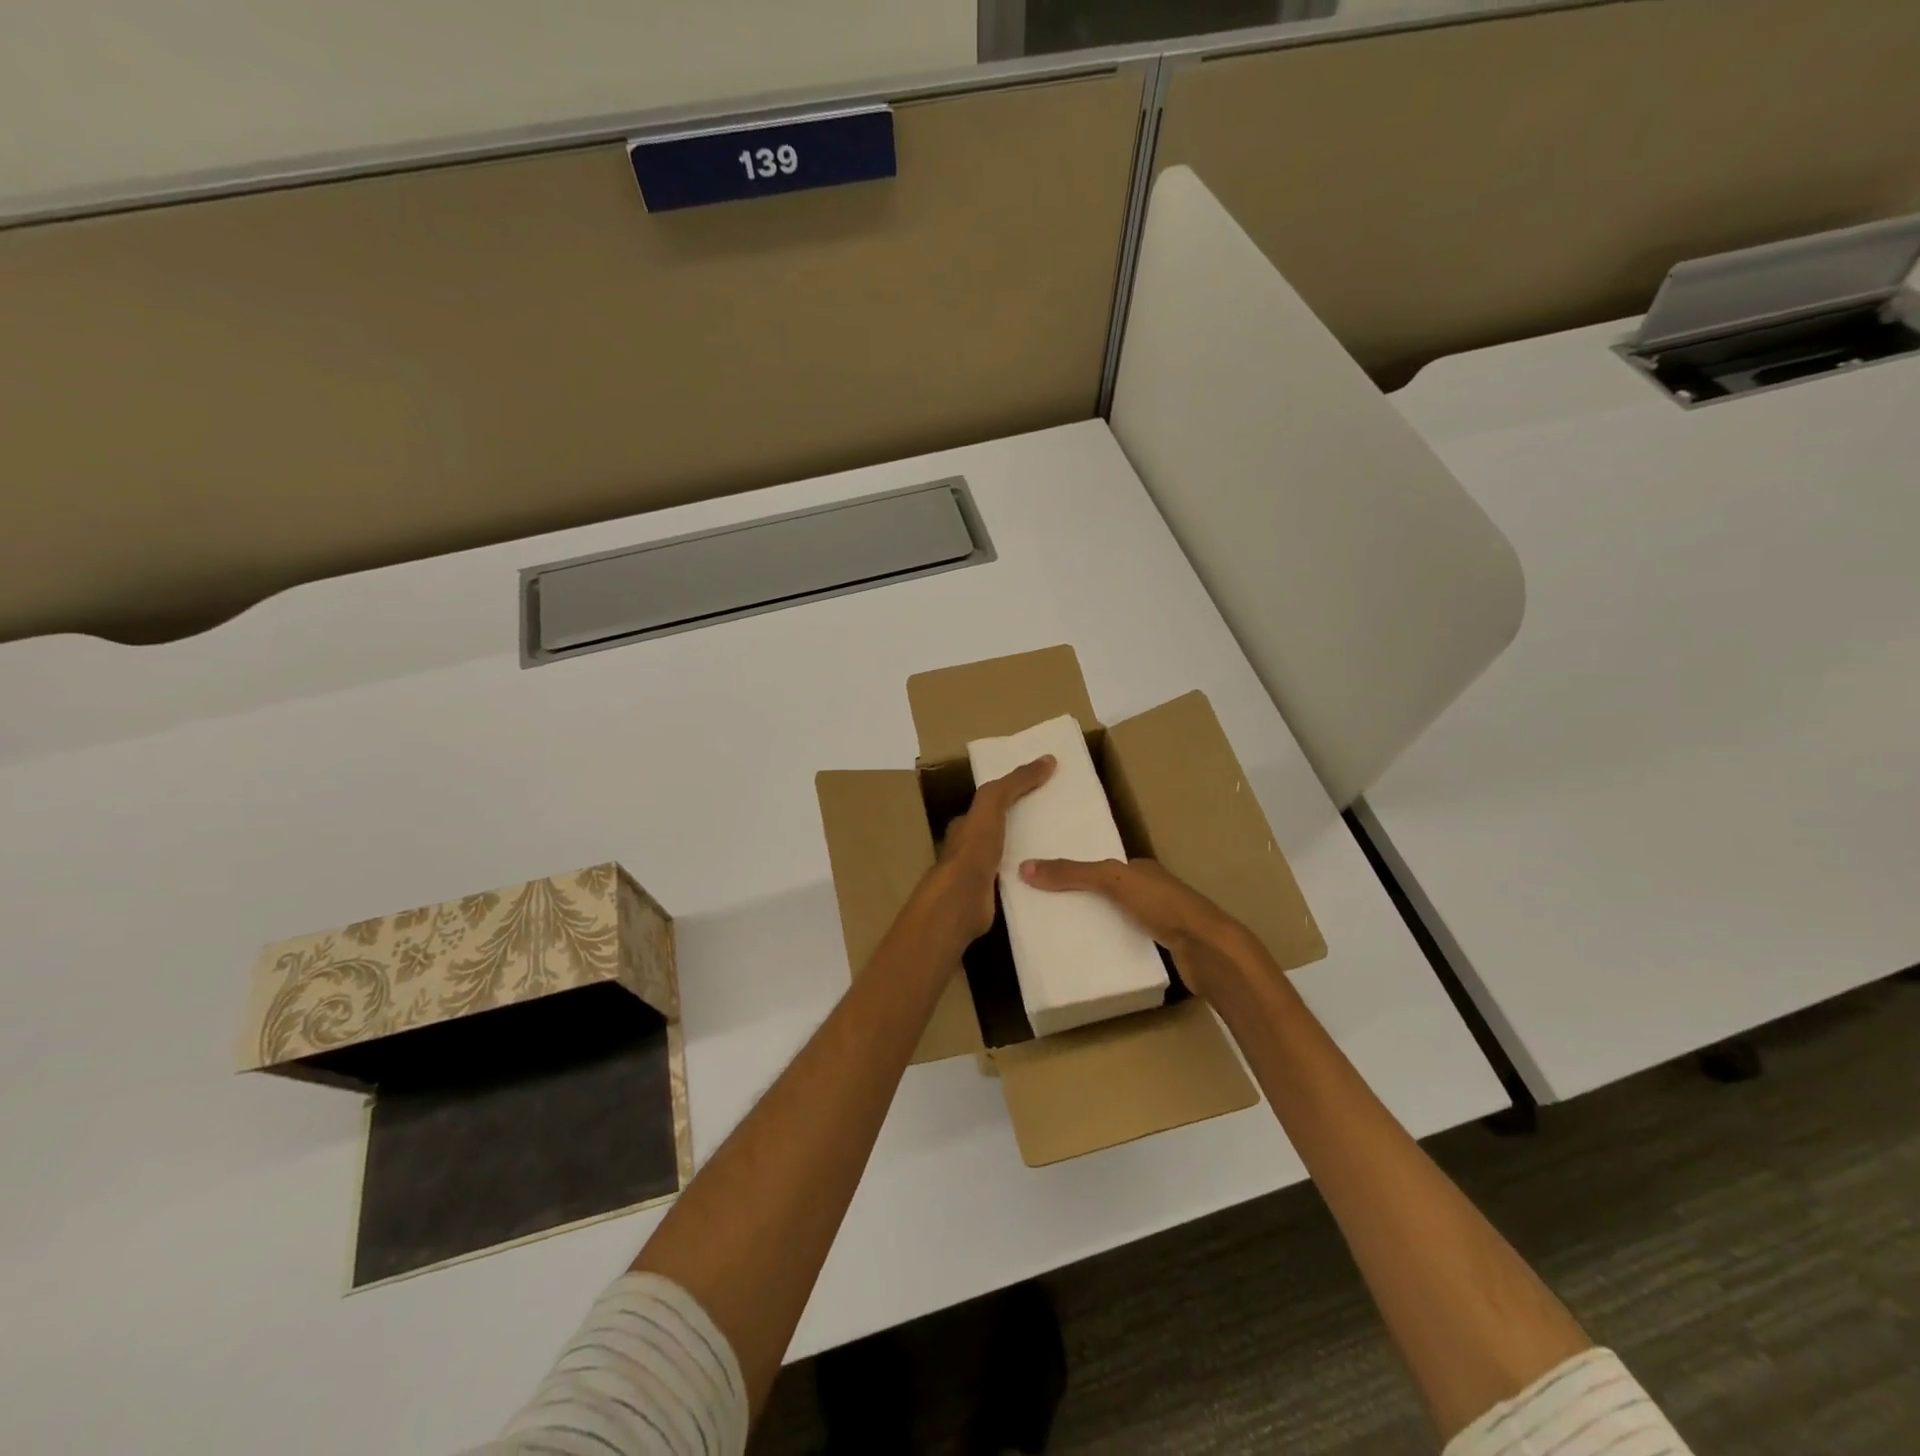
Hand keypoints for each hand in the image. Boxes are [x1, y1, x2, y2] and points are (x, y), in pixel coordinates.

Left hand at [915, 754, 1055, 951]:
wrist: (961, 900)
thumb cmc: (974, 848)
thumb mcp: (993, 804)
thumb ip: (1015, 782)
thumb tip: (1048, 759)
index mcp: (966, 826)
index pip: (990, 806)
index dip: (1013, 797)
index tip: (1043, 795)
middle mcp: (970, 850)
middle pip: (1001, 833)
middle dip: (1025, 828)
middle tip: (1060, 824)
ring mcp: (980, 877)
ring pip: (1010, 860)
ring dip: (1031, 856)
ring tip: (1063, 852)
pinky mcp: (992, 900)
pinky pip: (1017, 884)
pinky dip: (1032, 881)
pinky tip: (1054, 881)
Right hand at [1017, 856, 1253, 996]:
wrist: (1209, 950)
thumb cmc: (1163, 906)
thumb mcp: (1112, 881)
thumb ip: (1072, 873)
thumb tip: (1025, 867)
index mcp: (1142, 869)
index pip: (1104, 866)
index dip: (1078, 871)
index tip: (1049, 882)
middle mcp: (1153, 890)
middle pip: (1111, 892)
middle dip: (1085, 899)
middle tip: (1050, 911)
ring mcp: (1162, 920)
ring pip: (1121, 918)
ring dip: (1099, 923)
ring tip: (1066, 934)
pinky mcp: (1166, 948)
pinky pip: (1130, 941)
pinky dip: (1113, 944)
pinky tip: (1096, 954)